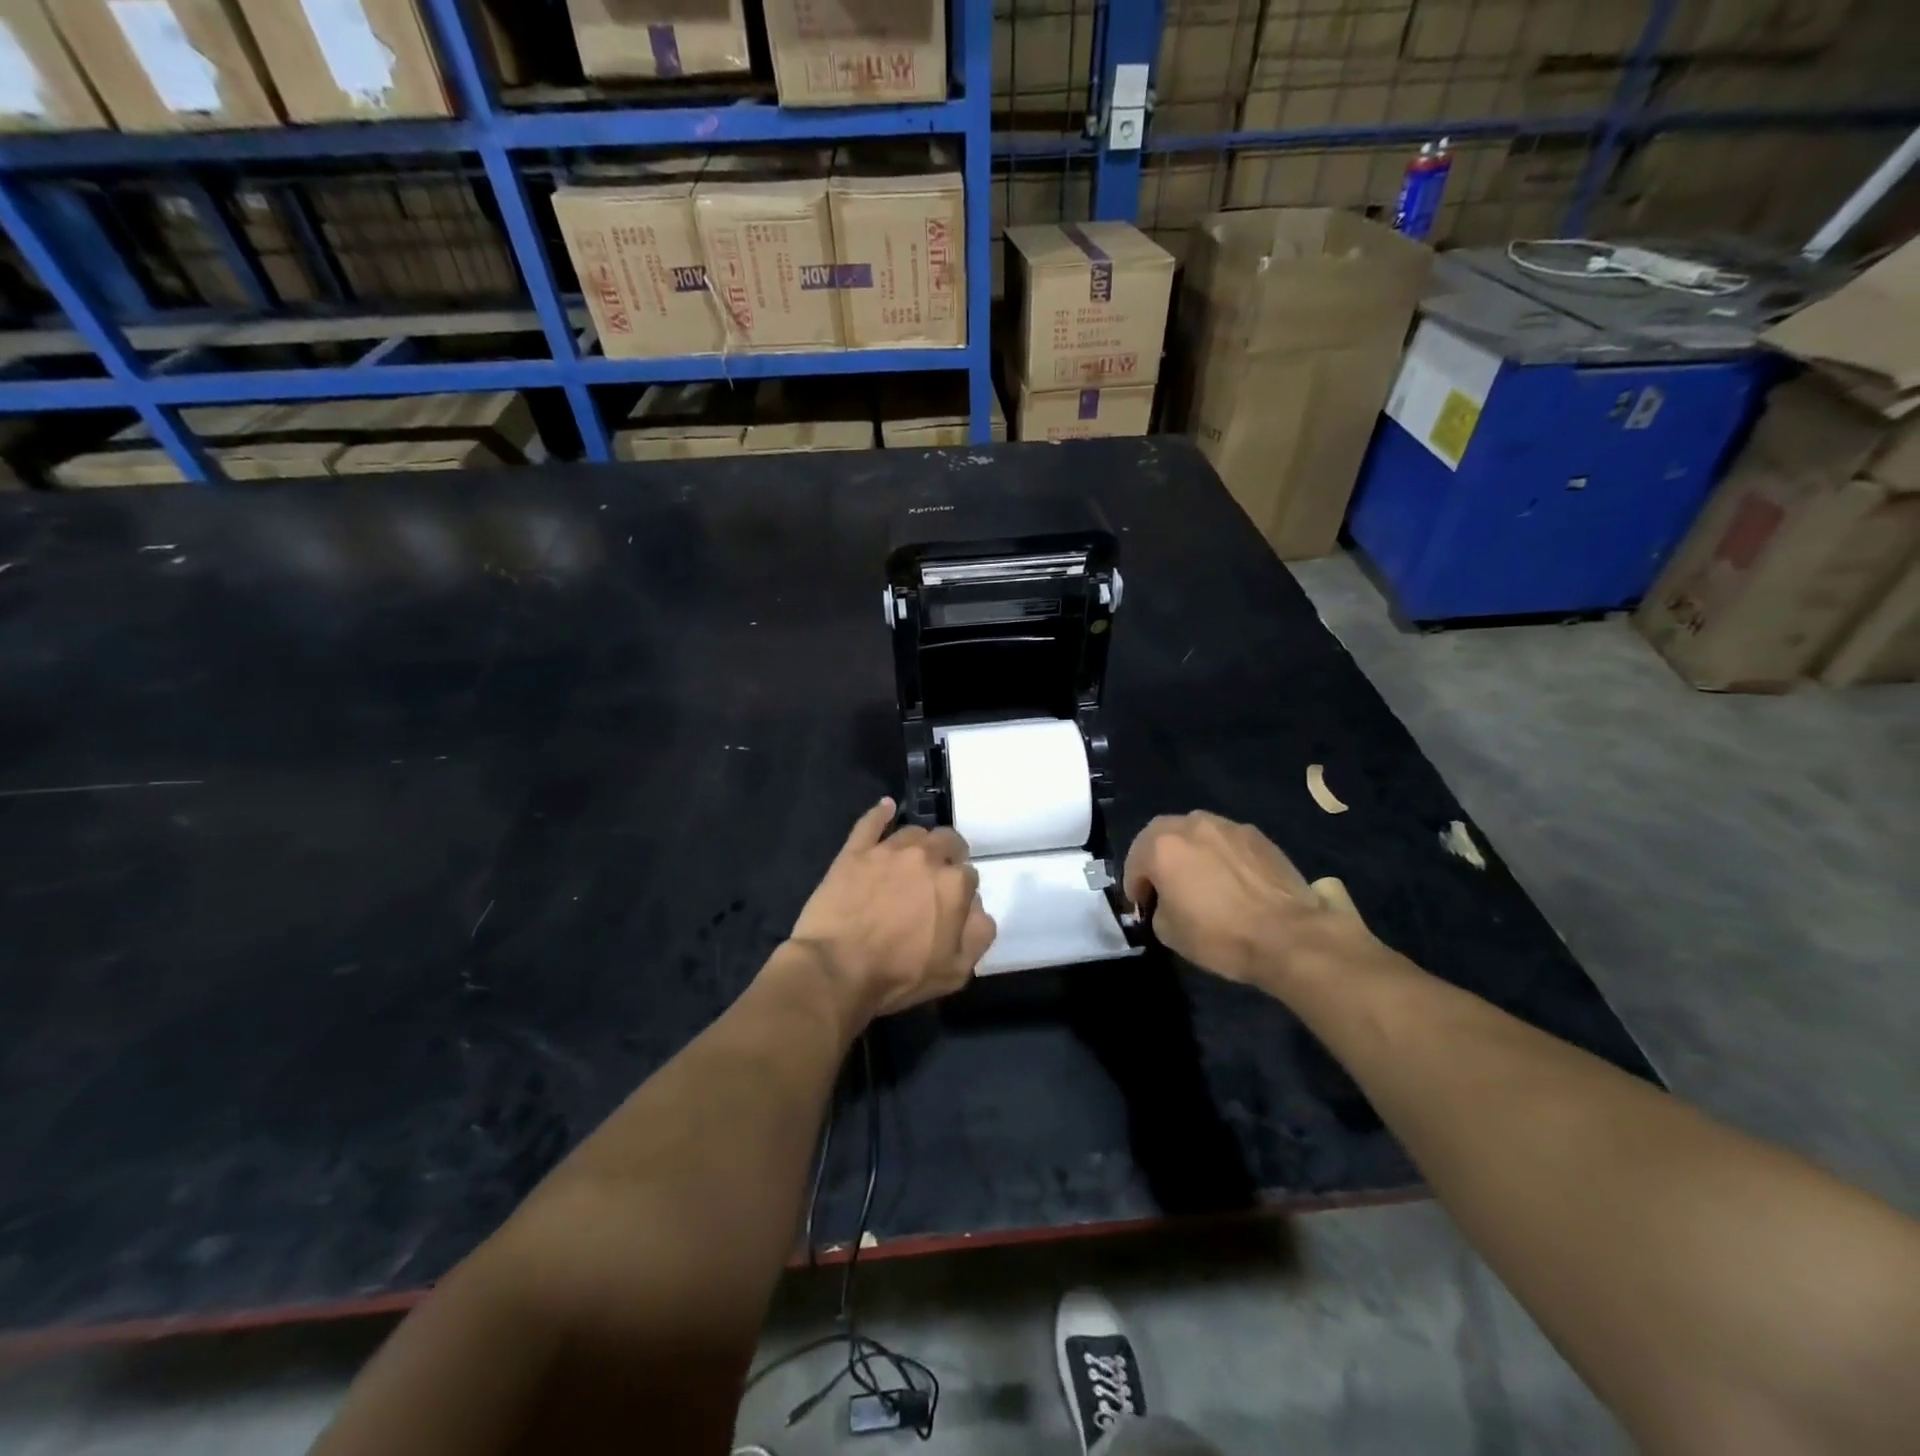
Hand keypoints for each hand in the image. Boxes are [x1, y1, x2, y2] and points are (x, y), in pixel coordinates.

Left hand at [787, 798, 996, 1018]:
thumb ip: (979, 933)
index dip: (962, 890)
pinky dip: (881, 813)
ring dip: (919, 843)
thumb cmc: (899, 975)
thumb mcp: (956, 970)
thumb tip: (978, 908)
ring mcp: (888, 850)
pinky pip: (871, 822)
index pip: (969, 875)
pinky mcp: (855, 852)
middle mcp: (925, 857)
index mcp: (954, 884)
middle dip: (948, 855)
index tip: (951, 905)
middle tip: (937, 877)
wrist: (837, 969)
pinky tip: (886, 808)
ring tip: (912, 859)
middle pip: (947, 842)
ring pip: (913, 833)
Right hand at [1124, 811, 1378, 990]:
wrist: (1289, 936)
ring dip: (1188, 850)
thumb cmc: (1220, 935)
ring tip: (1199, 877)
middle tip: (1164, 884)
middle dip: (1156, 857)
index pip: (1135, 862)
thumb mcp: (1169, 932)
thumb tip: (1166, 902)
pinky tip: (1230, 879)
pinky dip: (1219, 854)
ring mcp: (1228, 826)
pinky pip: (1226, 840)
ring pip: (1195, 831)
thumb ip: (1158, 907)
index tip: (1142, 907)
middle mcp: (1191, 825)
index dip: (1134, 886)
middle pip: (1161, 834)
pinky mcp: (1258, 835)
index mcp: (1162, 847)